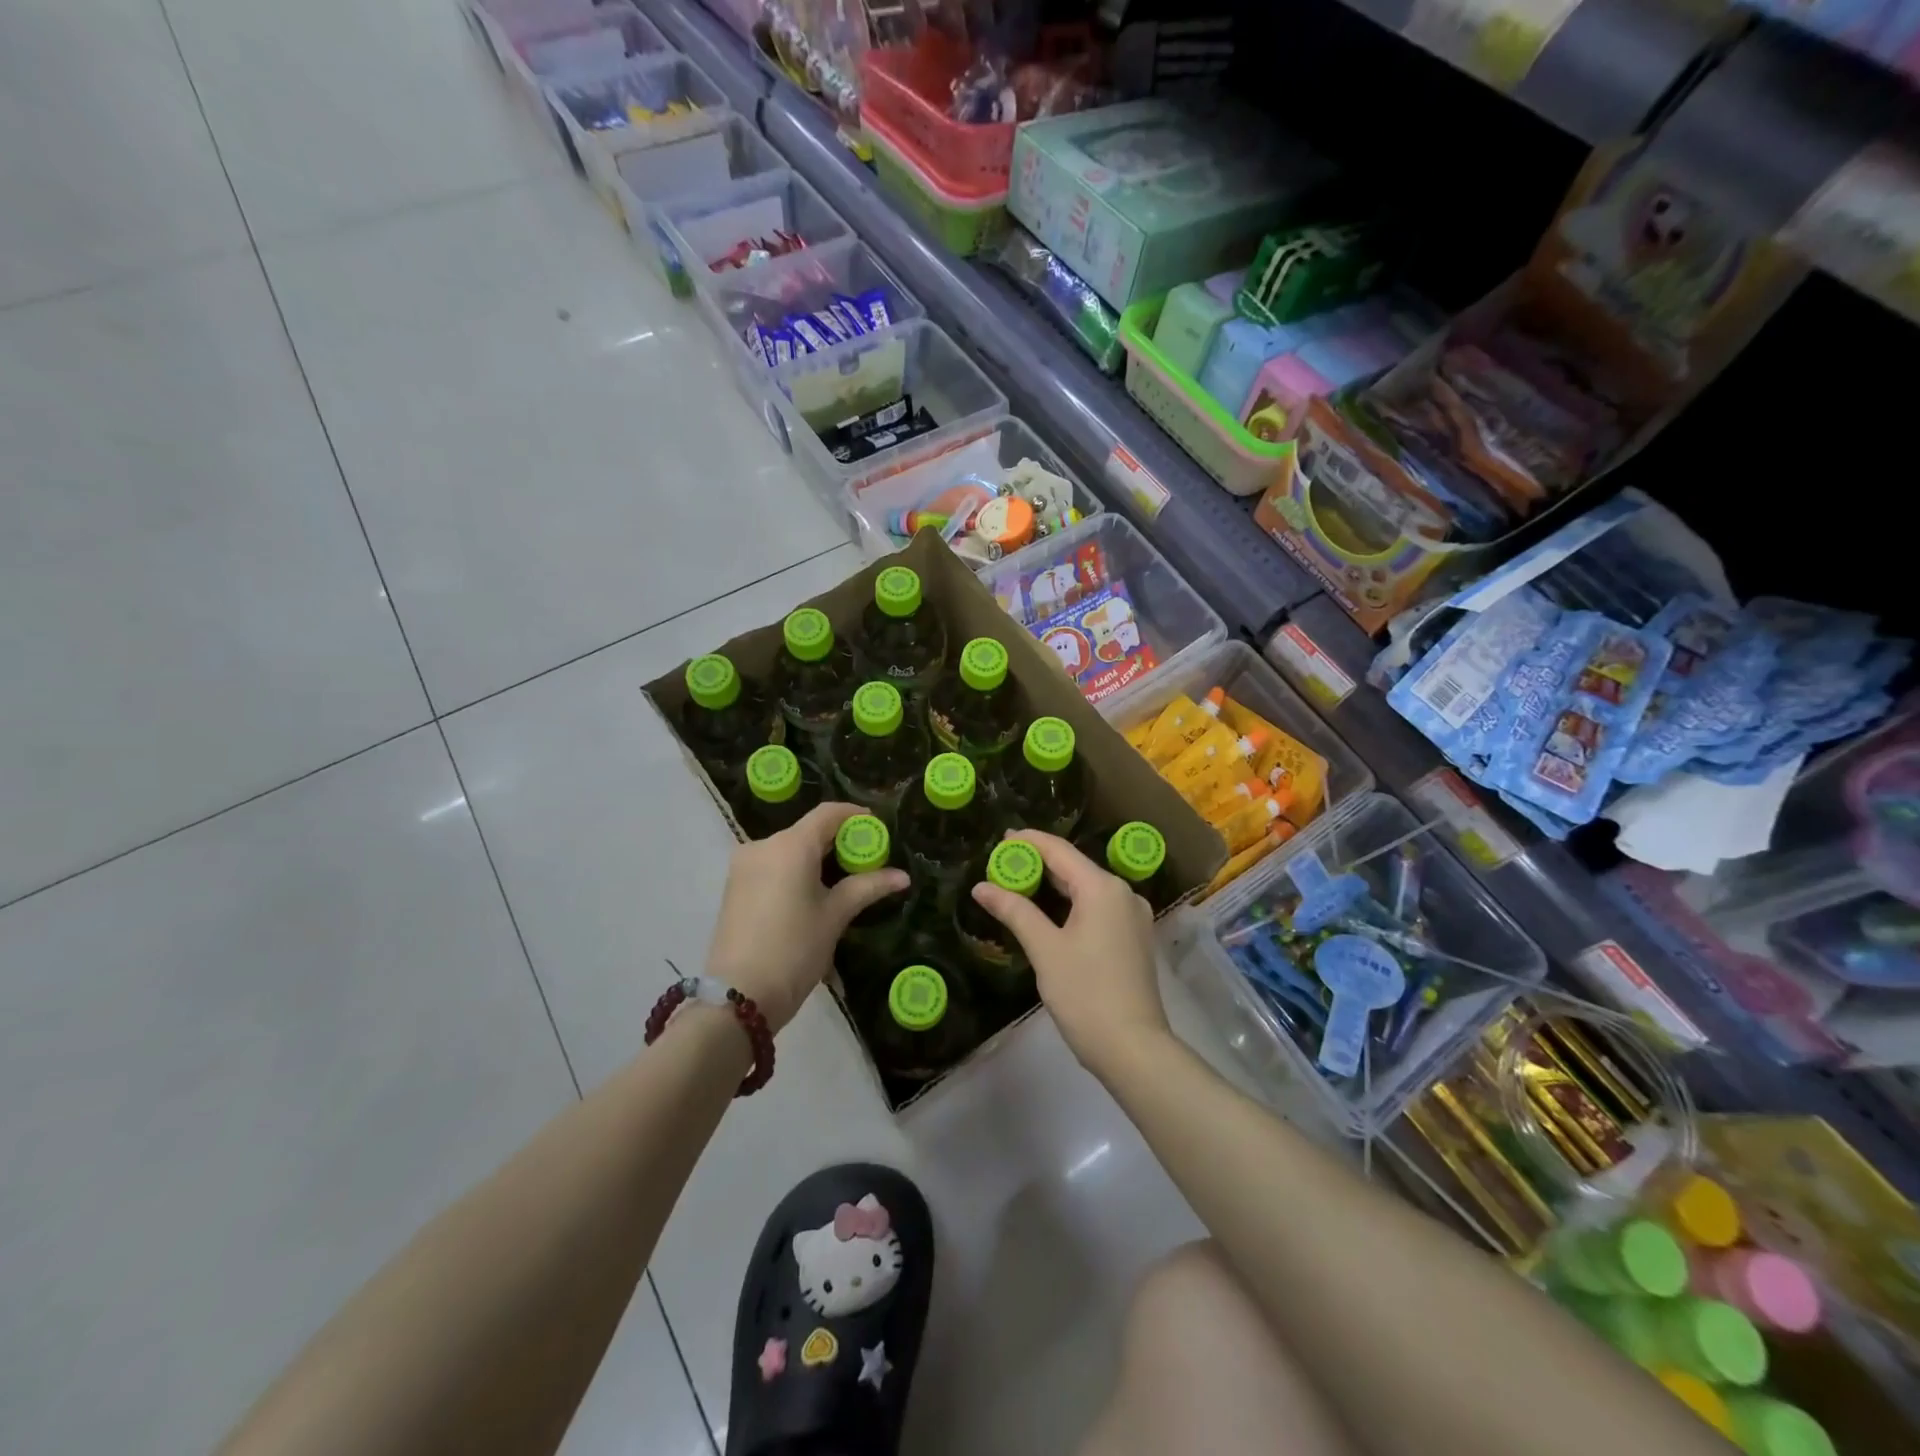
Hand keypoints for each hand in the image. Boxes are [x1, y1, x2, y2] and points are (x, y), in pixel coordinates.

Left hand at [704, 803, 909, 1033]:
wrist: (738, 997)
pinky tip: (812, 894)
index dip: (856, 816)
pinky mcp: (734, 887)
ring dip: (817, 858)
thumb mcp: (835, 916)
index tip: (878, 830)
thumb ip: (868, 888)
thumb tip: (902, 877)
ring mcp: (743, 866)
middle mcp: (763, 845)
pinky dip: (796, 871)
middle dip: (839, 841)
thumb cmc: (794, 950)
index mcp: (790, 845)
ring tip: (843, 882)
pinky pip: (773, 866)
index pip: (828, 813)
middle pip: (808, 831)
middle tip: (867, 861)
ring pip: (789, 849)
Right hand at [969, 830, 1168, 1078]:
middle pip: (1074, 866)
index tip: (1000, 840)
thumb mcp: (1045, 949)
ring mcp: (1132, 916)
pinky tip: (1049, 912)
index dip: (1028, 842)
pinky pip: (1097, 907)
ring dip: (1054, 884)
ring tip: (1019, 884)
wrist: (1133, 1047)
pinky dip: (1071, 903)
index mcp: (1103, 888)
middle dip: (1038, 863)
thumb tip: (981, 887)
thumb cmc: (1085, 993)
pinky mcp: (1133, 938)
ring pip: (1086, 888)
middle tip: (1002, 864)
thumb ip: (1014, 911)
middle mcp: (1123, 893)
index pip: (1059, 850)